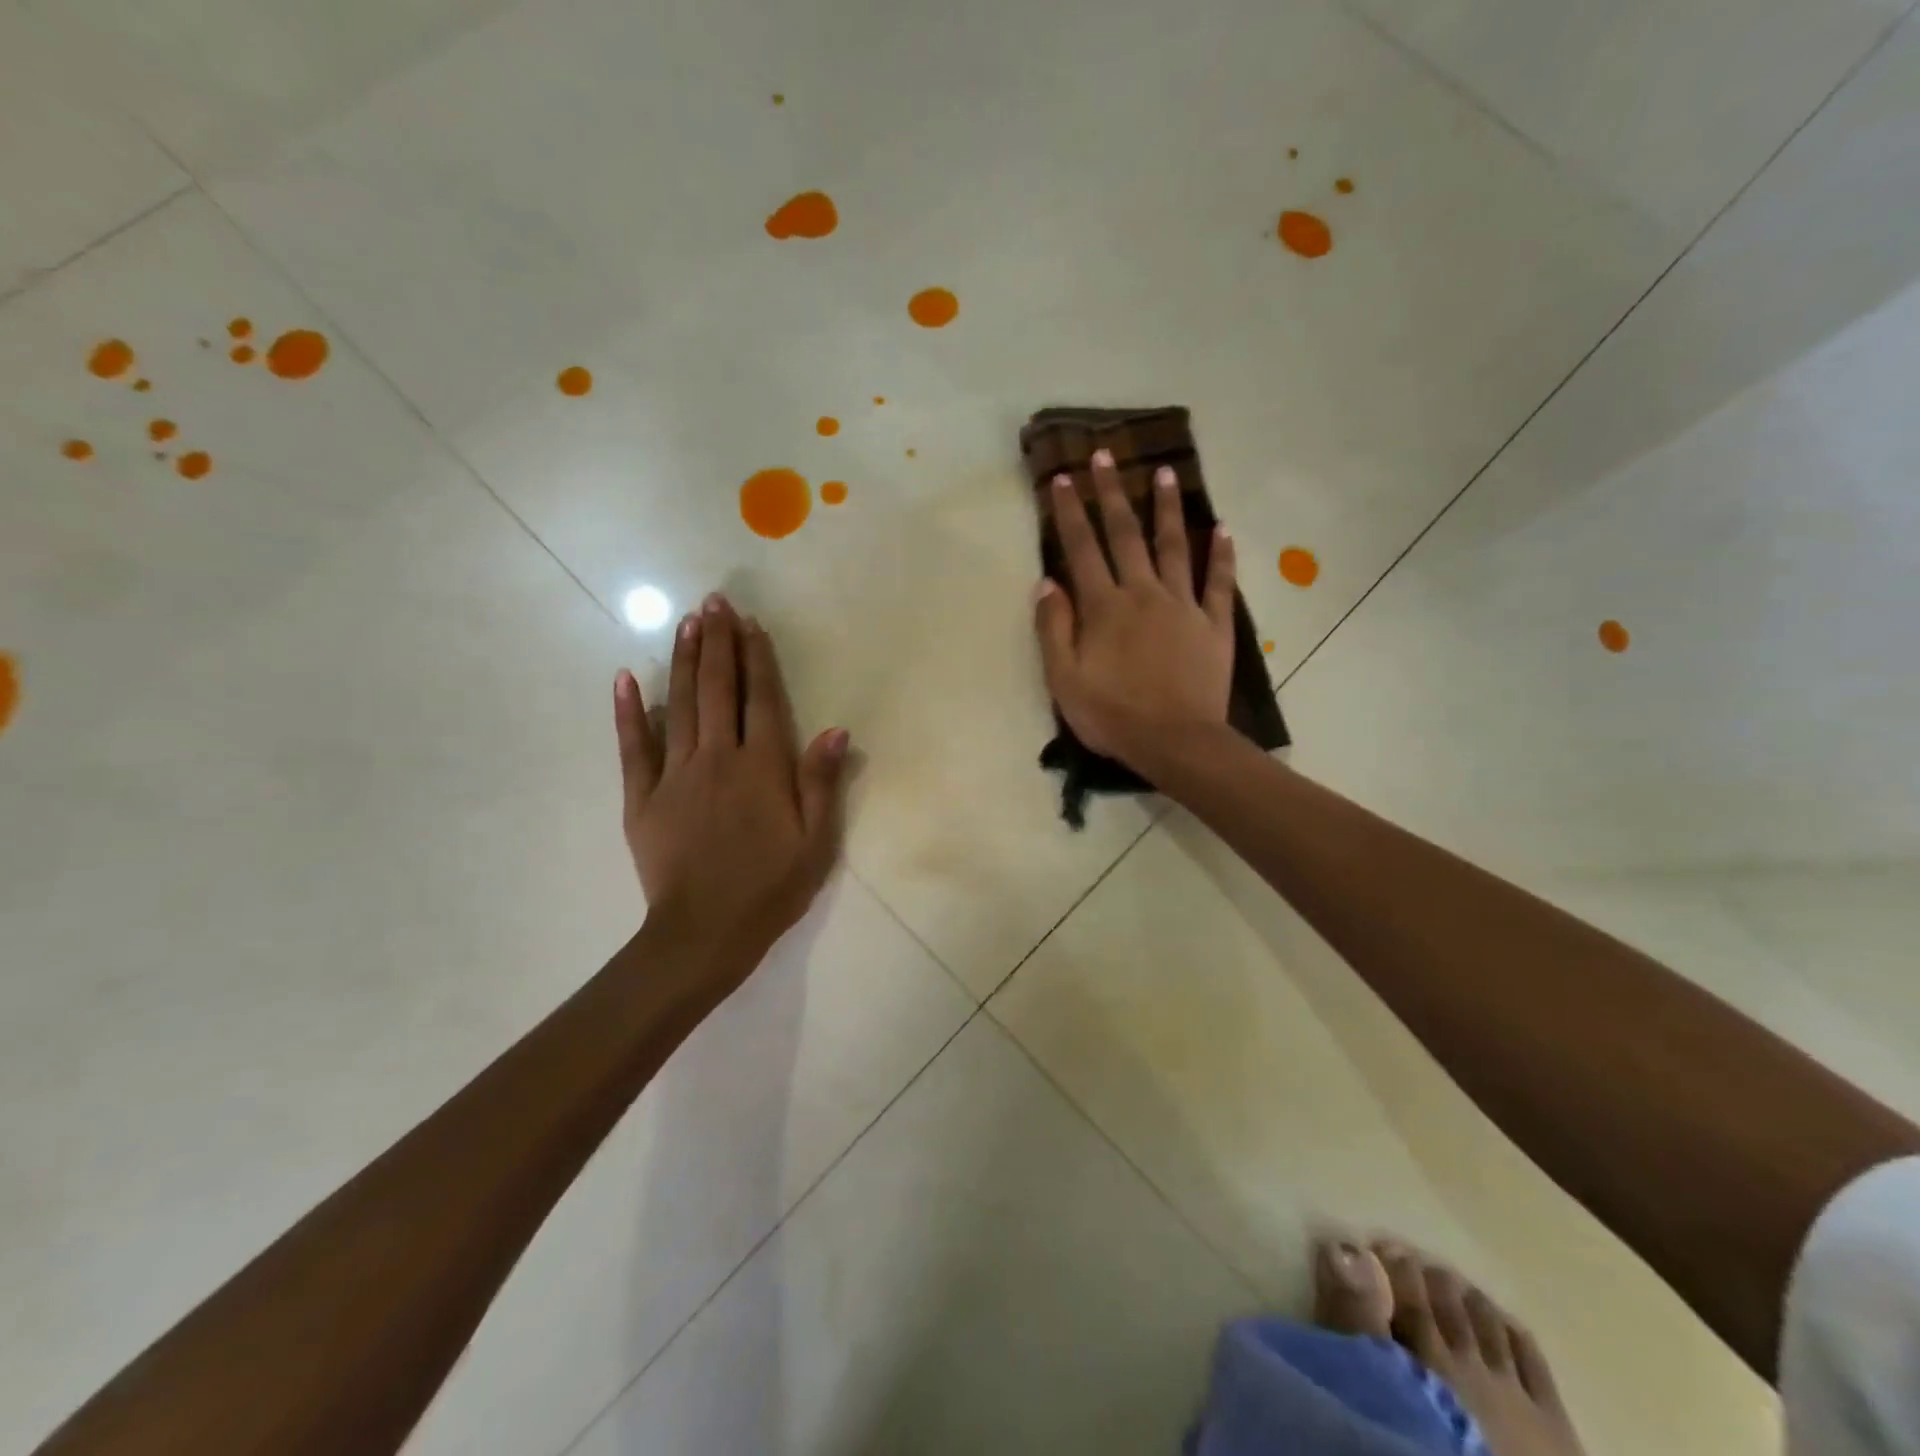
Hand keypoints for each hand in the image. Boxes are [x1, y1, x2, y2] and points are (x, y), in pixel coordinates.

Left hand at [614, 595, 848, 988]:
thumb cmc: (770, 888)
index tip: (751, 623)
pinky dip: (628, 711)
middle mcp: (719, 758)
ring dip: (683, 661)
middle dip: (717, 642)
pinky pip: (633, 747)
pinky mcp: (642, 797)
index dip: (757, 658)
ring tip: (686, 622)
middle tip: (714, 602)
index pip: (762, 699)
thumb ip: (822, 783)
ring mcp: (676, 775)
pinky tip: (625, 678)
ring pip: (680, 705)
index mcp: (764, 768)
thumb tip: (836, 729)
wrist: (705, 933)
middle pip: (718, 689)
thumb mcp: (816, 842)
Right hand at [1033, 447, 1236, 771]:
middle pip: (1125, 535)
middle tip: (1105, 456)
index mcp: (1104, 608)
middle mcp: (1143, 594)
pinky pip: (1219, 582)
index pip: (1082, 549)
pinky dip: (1221, 554)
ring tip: (1165, 472)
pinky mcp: (1214, 624)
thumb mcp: (1065, 680)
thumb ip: (1054, 629)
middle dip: (1112, 493)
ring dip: (1167, 509)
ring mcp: (1183, 606)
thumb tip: (1047, 583)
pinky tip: (1222, 529)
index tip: (1062, 478)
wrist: (1177, 742)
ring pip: (1174, 546)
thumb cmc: (1113, 716)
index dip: (1070, 513)